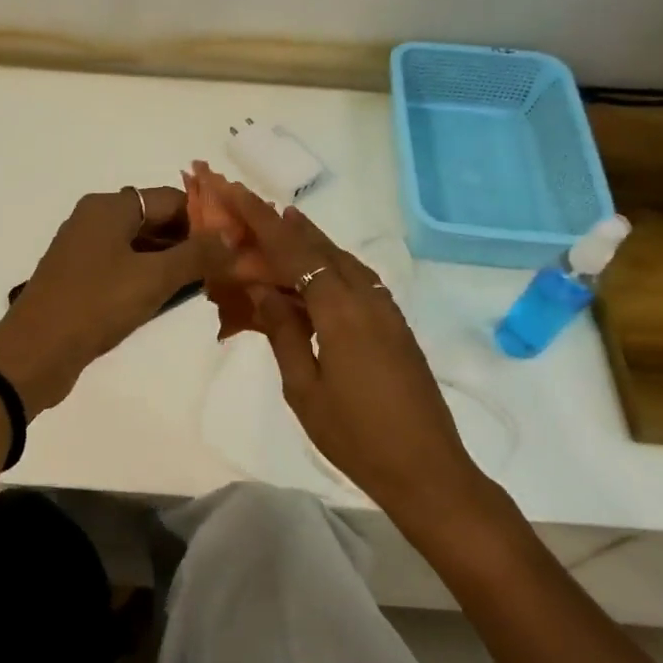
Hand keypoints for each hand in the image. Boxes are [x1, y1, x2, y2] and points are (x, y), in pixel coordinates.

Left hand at [0, 186, 227, 412]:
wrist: (34, 353)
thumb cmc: (95, 305)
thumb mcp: (153, 278)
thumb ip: (196, 255)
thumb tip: (232, 236)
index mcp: (108, 207)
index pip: (170, 199)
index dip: (206, 218)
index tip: (236, 242)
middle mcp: (94, 220)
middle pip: (155, 220)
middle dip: (191, 241)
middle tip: (228, 265)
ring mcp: (85, 251)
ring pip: (140, 247)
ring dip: (172, 262)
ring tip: (209, 283)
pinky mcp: (80, 280)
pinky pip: (124, 268)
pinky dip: (149, 277)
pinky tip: (172, 297)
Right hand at [235, 195, 492, 510]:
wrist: (426, 468)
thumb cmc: (355, 436)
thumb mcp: (304, 389)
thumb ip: (283, 332)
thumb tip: (262, 288)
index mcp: (340, 311)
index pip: (294, 253)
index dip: (261, 221)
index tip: (236, 193)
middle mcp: (367, 299)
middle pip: (322, 247)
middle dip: (285, 224)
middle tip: (253, 204)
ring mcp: (387, 311)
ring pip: (344, 261)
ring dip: (311, 240)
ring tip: (281, 224)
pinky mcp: (395, 326)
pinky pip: (357, 280)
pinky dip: (331, 264)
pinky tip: (317, 271)